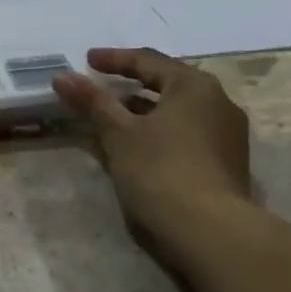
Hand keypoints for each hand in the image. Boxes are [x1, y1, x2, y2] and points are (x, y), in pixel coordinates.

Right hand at [52, 47, 252, 247]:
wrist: (210, 232)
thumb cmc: (160, 171)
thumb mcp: (118, 134)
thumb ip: (92, 101)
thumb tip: (62, 76)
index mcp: (194, 86)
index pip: (148, 61)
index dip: (114, 59)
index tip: (87, 60)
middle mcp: (218, 102)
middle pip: (167, 84)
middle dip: (131, 85)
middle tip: (101, 86)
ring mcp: (227, 135)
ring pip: (177, 112)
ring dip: (144, 111)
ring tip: (113, 118)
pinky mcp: (226, 164)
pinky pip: (186, 134)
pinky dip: (159, 132)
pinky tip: (138, 146)